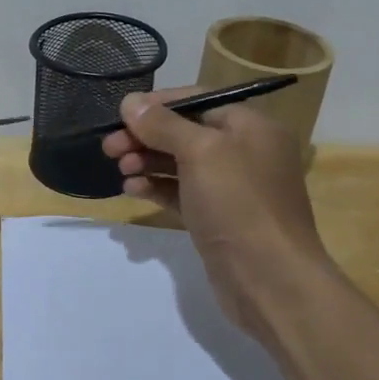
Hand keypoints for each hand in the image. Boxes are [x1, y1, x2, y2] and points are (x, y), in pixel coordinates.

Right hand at [102, 88, 332, 335]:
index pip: (197, 100)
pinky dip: (157, 187)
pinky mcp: (217, 218)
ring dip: (147, 162)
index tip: (121, 113)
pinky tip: (132, 189)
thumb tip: (131, 102)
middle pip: (186, 132)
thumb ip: (163, 124)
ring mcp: (232, 188)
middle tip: (109, 146)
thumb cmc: (238, 203)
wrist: (269, 279)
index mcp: (251, 127)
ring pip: (181, 164)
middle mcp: (244, 152)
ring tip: (120, 168)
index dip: (157, 104)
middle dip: (146, 136)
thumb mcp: (200, 152)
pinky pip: (182, 193)